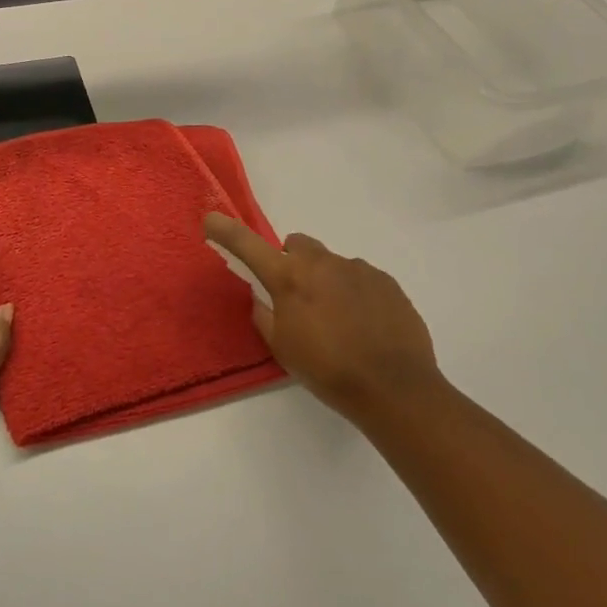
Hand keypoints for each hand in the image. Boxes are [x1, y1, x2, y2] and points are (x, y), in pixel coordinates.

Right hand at [204, 213, 445, 428]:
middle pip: (298, 245)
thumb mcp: (283, 349)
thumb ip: (266, 316)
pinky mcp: (386, 282)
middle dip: (291, 263)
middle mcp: (323, 263)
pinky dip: (354, 294)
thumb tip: (263, 297)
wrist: (395, 388)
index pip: (248, 245)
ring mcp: (358, 269)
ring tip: (339, 321)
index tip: (211, 219)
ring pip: (331, 263)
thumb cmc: (328, 371)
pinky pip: (360, 278)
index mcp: (290, 278)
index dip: (227, 231)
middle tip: (296, 298)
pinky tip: (364, 326)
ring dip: (326, 281)